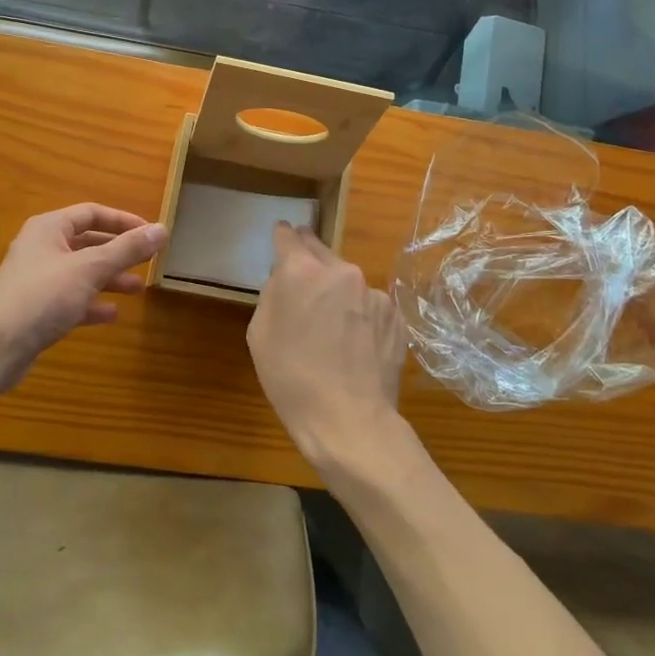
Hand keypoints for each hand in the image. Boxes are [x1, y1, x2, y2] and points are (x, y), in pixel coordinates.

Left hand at [0, 204, 166, 383]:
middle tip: (148, 261)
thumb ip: (127, 249)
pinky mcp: (36, 310)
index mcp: (49, 228)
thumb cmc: (43, 296)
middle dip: (119, 252)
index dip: (123, 220)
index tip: (150, 233)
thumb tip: (162, 229)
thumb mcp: (90, 268)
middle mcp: (41, 249)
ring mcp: (37, 281)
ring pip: (81, 273)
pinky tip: (111, 314)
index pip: (91, 213)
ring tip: (138, 289)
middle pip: (87, 243)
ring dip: (109, 278)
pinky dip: (92, 303)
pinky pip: (70, 300)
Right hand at [248, 223, 408, 473]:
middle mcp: (340, 271)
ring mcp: (372, 291)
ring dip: (337, 291)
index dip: (282, 236)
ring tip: (331, 326)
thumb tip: (285, 278)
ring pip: (347, 280)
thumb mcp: (260, 334)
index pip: (288, 237)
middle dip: (308, 260)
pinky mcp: (394, 314)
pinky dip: (359, 313)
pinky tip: (355, 343)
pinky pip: (368, 303)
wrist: (349, 420)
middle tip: (302, 278)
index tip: (282, 235)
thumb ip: (273, 293)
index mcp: (301, 271)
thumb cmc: (292, 379)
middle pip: (320, 251)